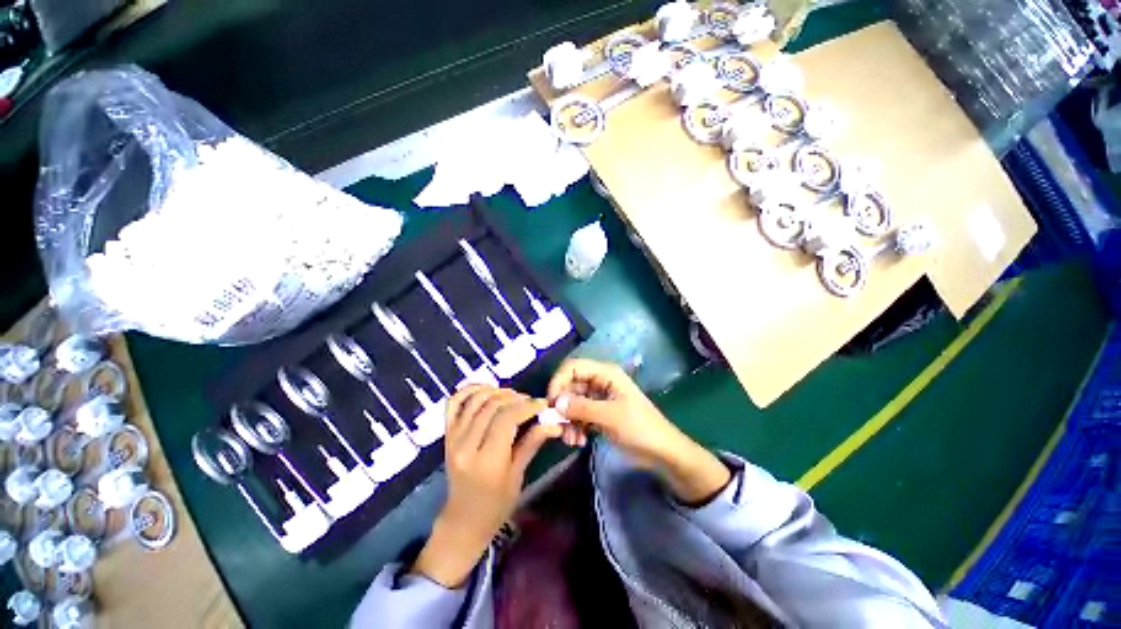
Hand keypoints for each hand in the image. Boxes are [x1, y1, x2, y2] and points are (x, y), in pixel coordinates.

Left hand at [411, 386, 560, 587]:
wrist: (463, 520)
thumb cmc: (496, 505)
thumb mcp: (518, 475)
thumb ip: (532, 443)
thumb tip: (554, 423)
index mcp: (487, 460)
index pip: (507, 419)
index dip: (527, 406)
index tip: (542, 404)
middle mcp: (467, 445)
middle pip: (492, 406)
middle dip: (516, 398)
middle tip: (530, 402)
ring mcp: (453, 438)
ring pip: (475, 400)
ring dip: (497, 392)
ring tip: (512, 396)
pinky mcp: (447, 435)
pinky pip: (453, 404)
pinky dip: (469, 390)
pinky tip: (486, 389)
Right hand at [548, 359, 730, 503]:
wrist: (662, 451)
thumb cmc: (639, 428)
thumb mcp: (609, 416)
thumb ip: (581, 407)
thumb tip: (555, 403)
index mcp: (605, 373)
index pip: (572, 367)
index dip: (558, 381)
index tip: (550, 403)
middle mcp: (600, 381)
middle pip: (570, 385)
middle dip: (563, 406)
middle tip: (559, 427)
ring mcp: (599, 397)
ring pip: (573, 402)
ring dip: (568, 420)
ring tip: (571, 440)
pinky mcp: (599, 413)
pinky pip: (579, 414)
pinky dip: (575, 426)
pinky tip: (578, 441)